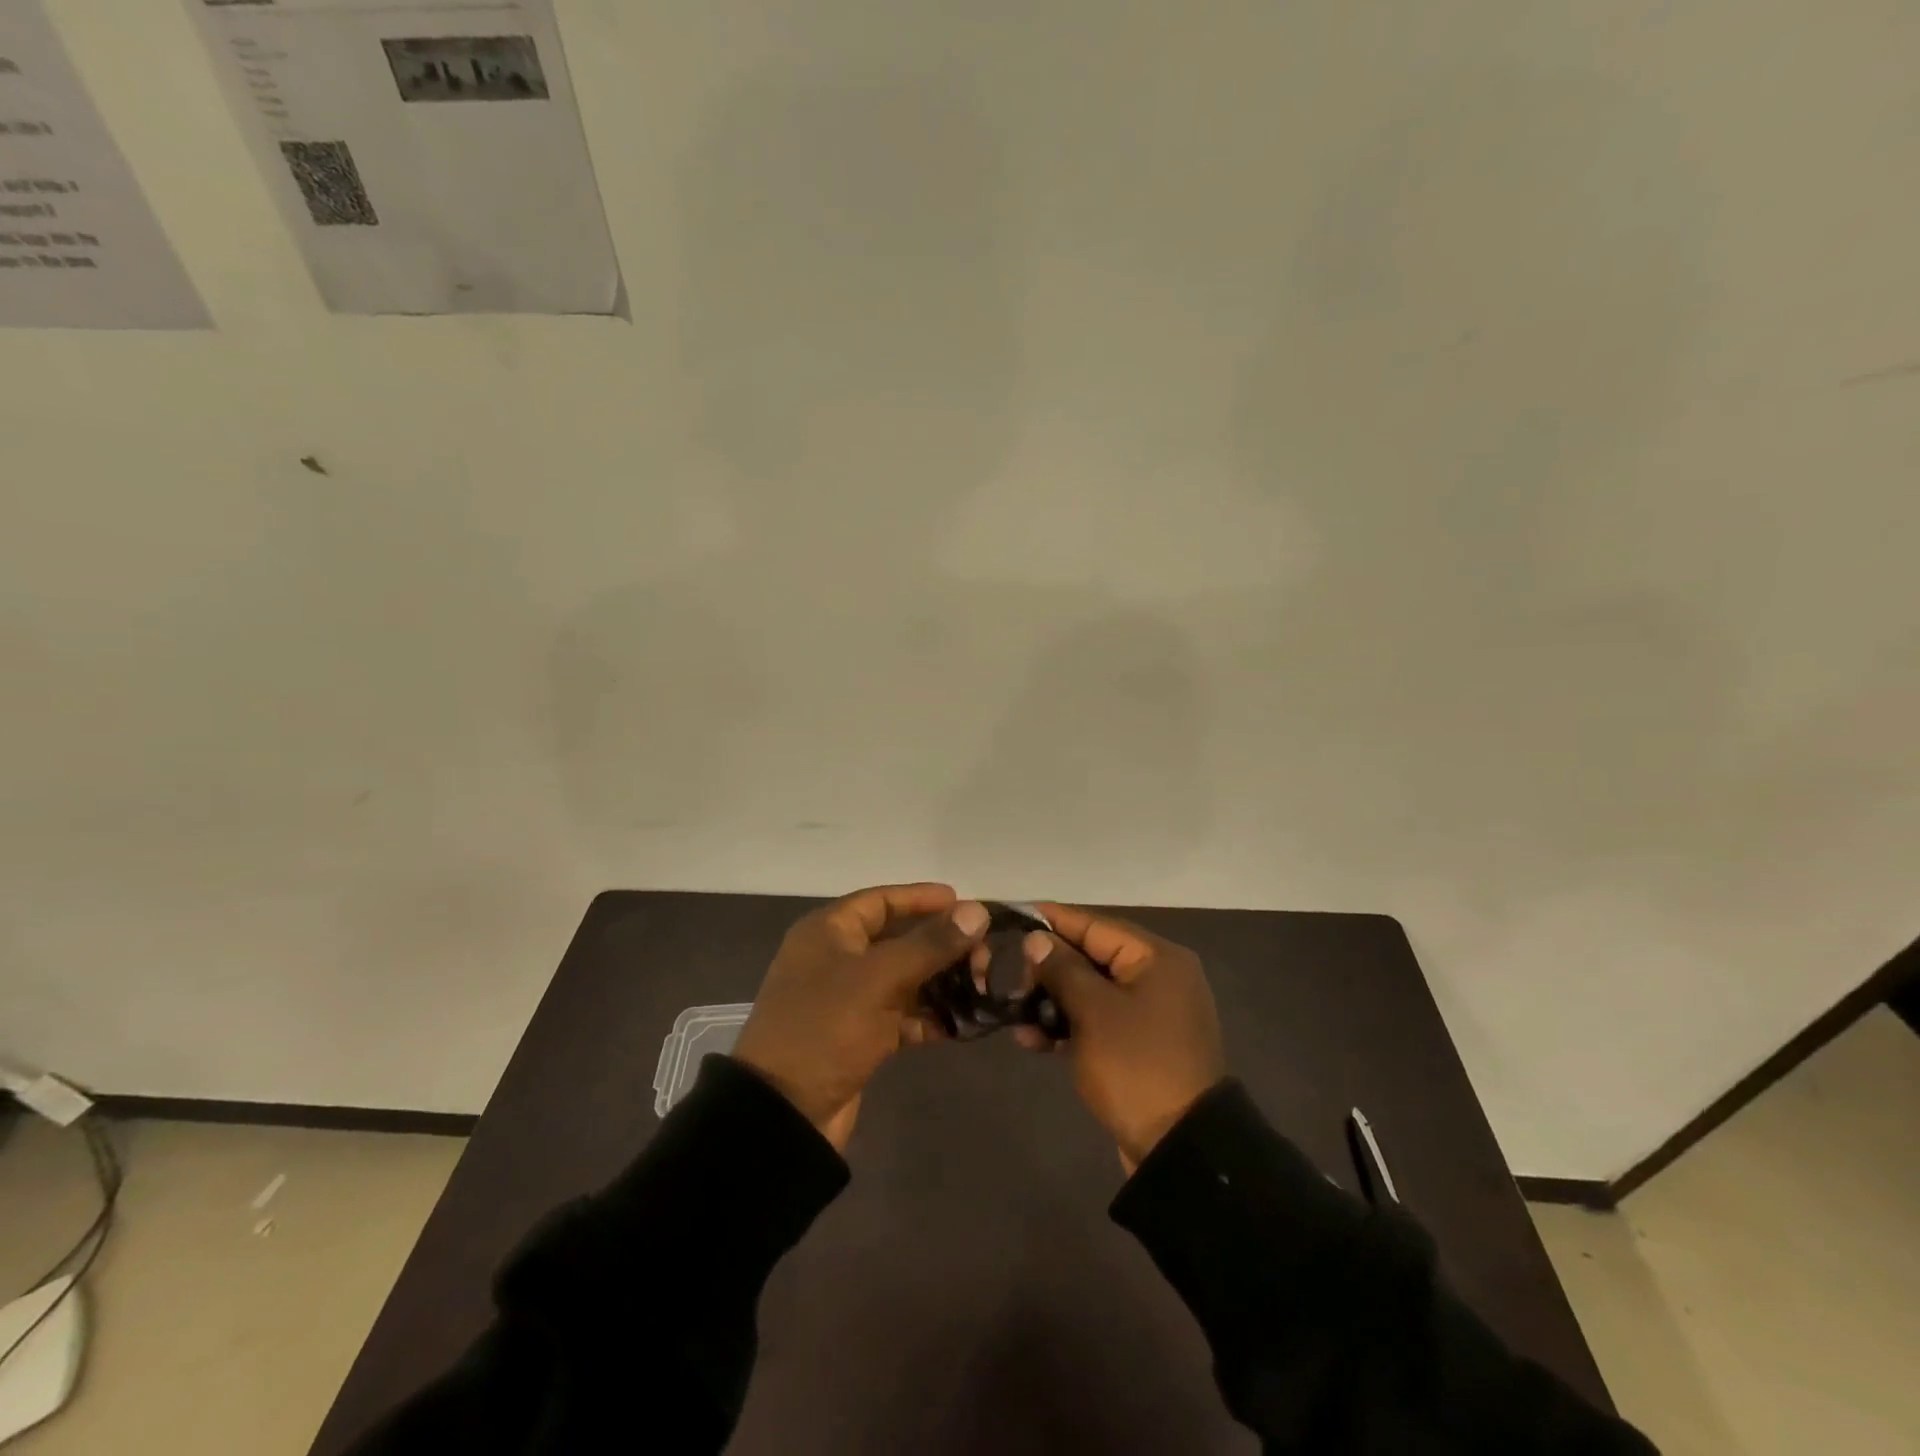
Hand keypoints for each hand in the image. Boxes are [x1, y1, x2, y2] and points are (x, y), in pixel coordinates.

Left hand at [734, 883, 990, 1151]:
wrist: (783, 1113)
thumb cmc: (826, 1027)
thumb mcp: (879, 978)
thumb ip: (930, 944)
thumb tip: (976, 910)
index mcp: (829, 932)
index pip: (882, 900)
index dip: (922, 898)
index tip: (964, 901)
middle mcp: (837, 958)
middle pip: (898, 939)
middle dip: (940, 945)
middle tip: (982, 952)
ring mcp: (848, 999)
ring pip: (903, 978)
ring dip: (940, 981)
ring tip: (981, 985)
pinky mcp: (859, 1036)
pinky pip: (901, 1015)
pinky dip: (928, 1017)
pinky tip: (961, 1023)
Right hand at [1018, 903, 1223, 1172]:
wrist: (1180, 1149)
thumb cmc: (1136, 1066)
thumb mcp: (1094, 1012)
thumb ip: (1063, 968)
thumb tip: (1037, 938)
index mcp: (1157, 958)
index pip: (1095, 925)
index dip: (1052, 920)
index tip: (1013, 914)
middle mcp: (1158, 976)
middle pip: (1092, 957)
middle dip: (1048, 968)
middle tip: (1009, 976)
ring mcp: (1150, 1012)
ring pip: (1091, 991)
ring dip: (1053, 1001)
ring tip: (1015, 1014)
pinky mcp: (1140, 1043)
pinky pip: (1099, 1020)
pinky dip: (1069, 1025)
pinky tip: (1034, 1040)